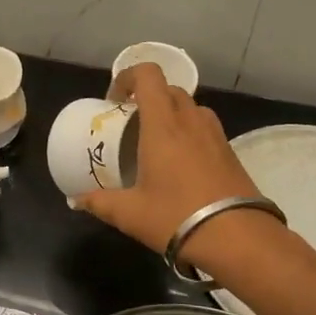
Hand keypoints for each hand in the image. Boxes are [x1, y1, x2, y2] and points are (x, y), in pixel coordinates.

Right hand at [75, 63, 263, 266]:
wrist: (239, 239)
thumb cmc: (176, 217)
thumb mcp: (130, 213)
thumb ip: (100, 202)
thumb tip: (76, 201)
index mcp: (163, 125)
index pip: (148, 75)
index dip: (128, 77)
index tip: (114, 101)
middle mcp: (191, 120)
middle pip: (169, 89)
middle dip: (147, 98)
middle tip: (131, 124)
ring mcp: (215, 135)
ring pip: (190, 107)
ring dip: (171, 114)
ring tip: (156, 142)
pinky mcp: (231, 152)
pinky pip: (205, 128)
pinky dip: (189, 133)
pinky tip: (181, 165)